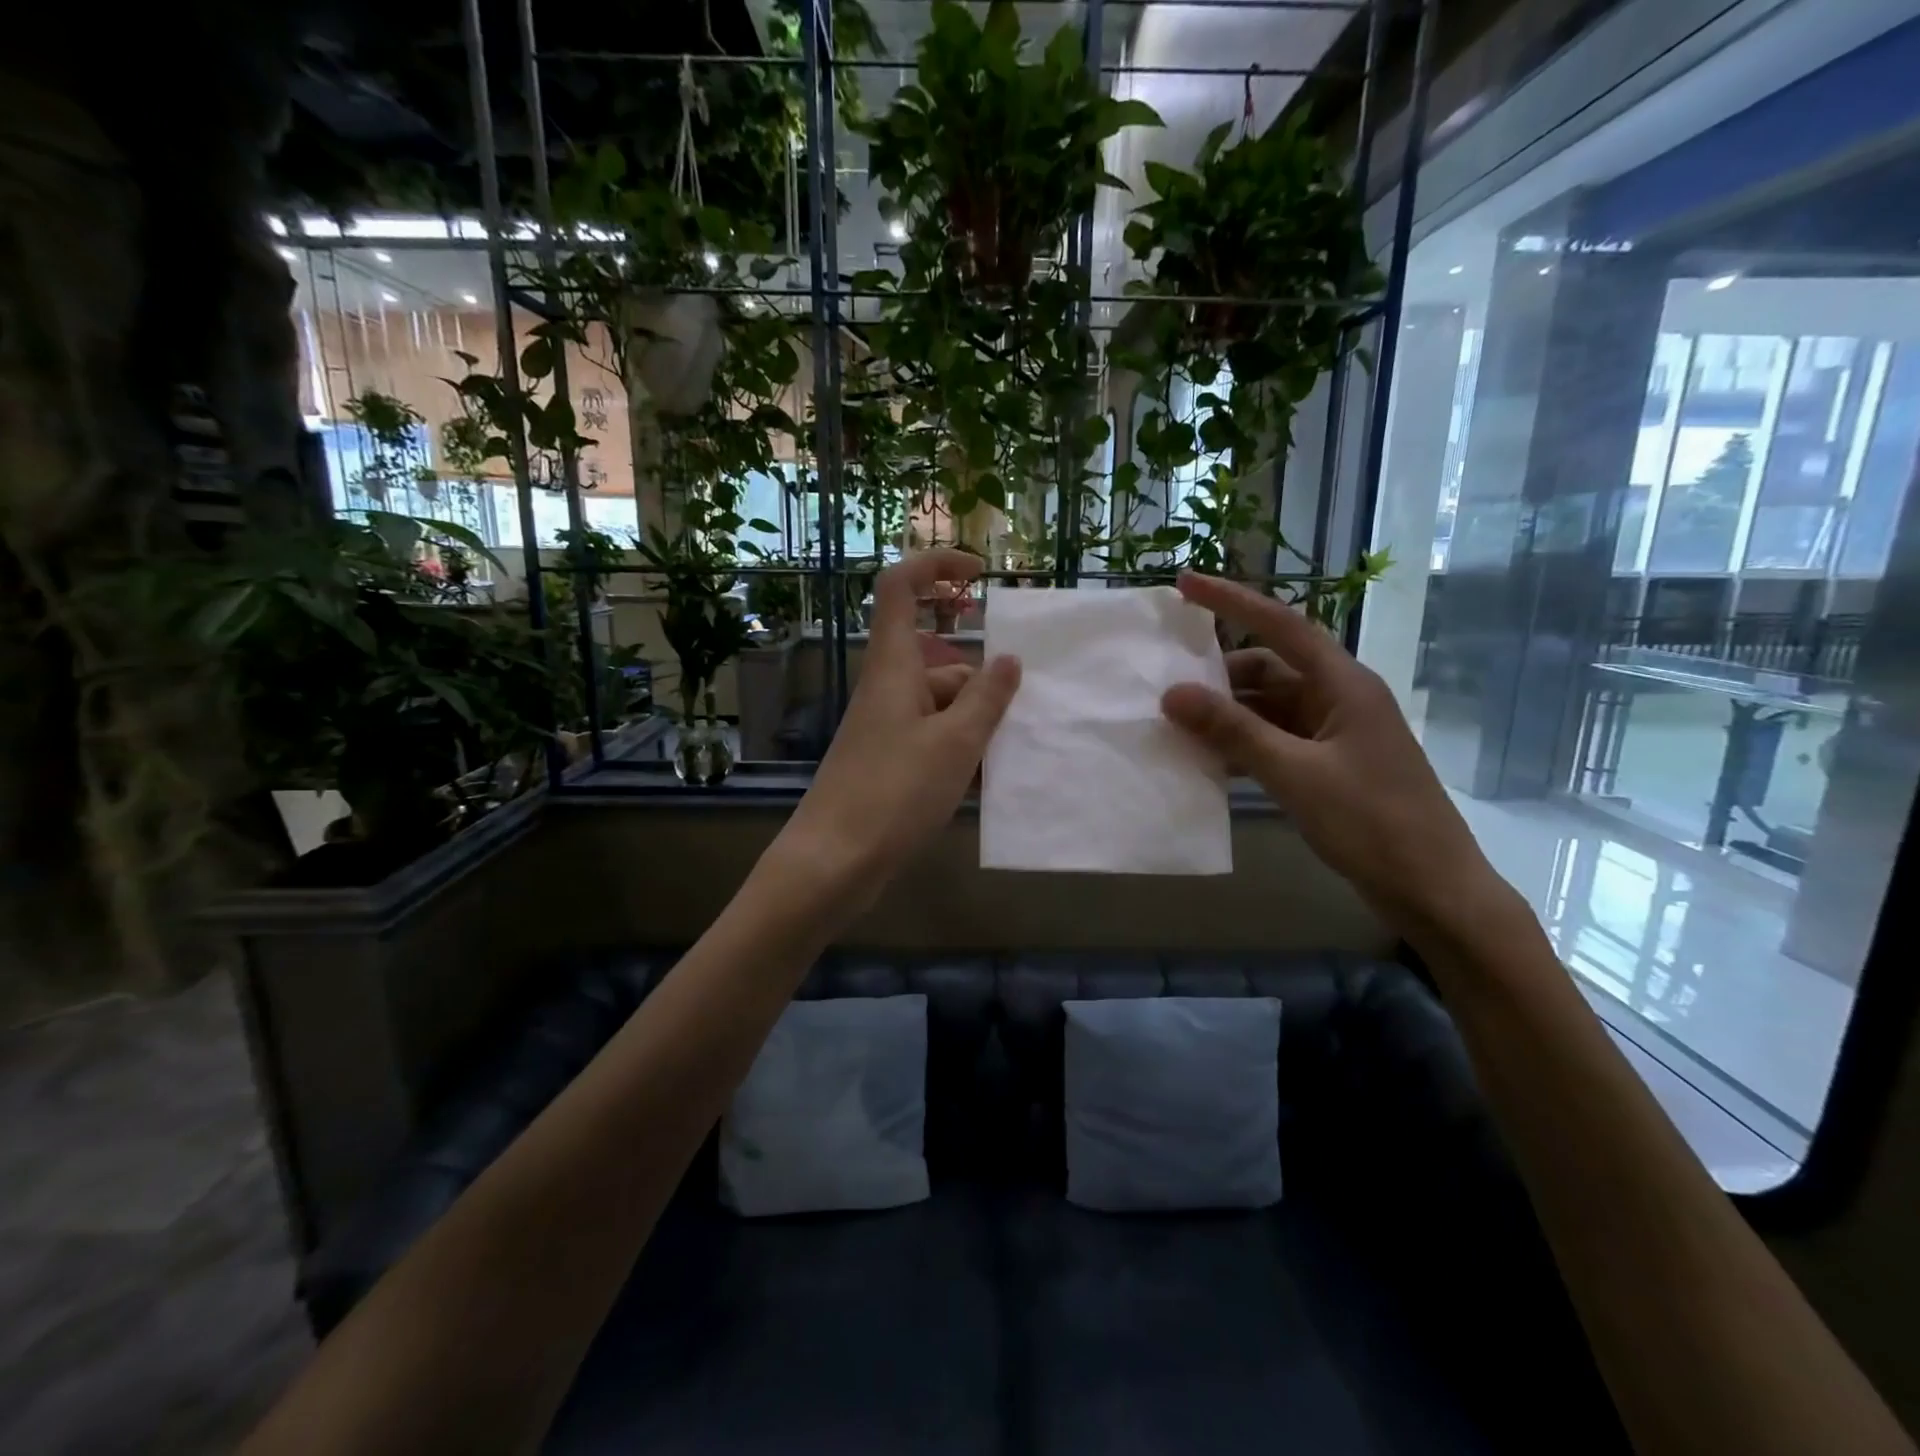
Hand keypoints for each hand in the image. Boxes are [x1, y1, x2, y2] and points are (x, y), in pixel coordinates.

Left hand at [775, 550, 1020, 901]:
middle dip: (983, 681)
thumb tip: (1008, 659)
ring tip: (1010, 756)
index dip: (936, 566)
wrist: (834, 862)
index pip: (901, 587)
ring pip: (942, 706)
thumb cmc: (894, 792)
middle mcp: (887, 689)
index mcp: (894, 666)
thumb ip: (987, 698)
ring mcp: (886, 728)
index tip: (980, 574)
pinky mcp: (888, 762)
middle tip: (1022, 713)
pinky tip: (987, 781)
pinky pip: (933, 739)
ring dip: (977, 723)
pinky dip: (960, 750)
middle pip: (939, 661)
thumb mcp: (955, 742)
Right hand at [1160, 573, 1509, 937]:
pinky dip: (1243, 744)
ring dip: (1227, 714)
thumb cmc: (1372, 822)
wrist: (1432, 889)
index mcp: (1343, 684)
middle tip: (1166, 684)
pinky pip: (1276, 740)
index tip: (1185, 584)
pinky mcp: (1330, 766)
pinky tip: (1209, 761)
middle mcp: (1340, 698)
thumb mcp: (1295, 774)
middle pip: (1270, 667)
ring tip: (1177, 726)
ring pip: (1269, 707)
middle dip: (1219, 673)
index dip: (1232, 600)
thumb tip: (1172, 693)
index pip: (1281, 625)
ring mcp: (1336, 734)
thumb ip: (1233, 731)